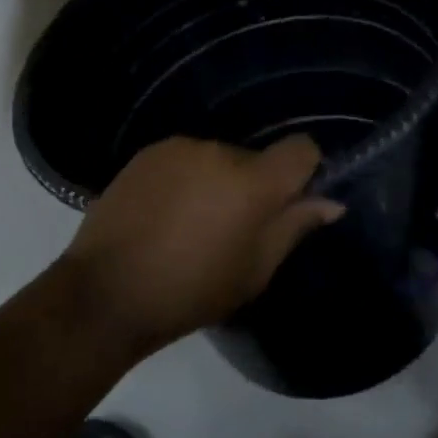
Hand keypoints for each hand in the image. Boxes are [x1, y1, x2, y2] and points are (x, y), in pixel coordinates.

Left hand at [58, 136, 343, 358]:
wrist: (107, 290)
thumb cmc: (191, 291)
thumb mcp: (253, 271)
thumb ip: (293, 227)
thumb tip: (330, 202)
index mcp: (252, 181)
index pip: (300, 149)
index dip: (304, 170)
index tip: (290, 201)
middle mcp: (219, 150)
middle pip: (254, 159)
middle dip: (253, 187)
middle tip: (232, 230)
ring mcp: (180, 146)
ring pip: (217, 158)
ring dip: (216, 181)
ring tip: (191, 224)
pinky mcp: (148, 151)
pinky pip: (184, 158)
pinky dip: (185, 178)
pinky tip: (165, 213)